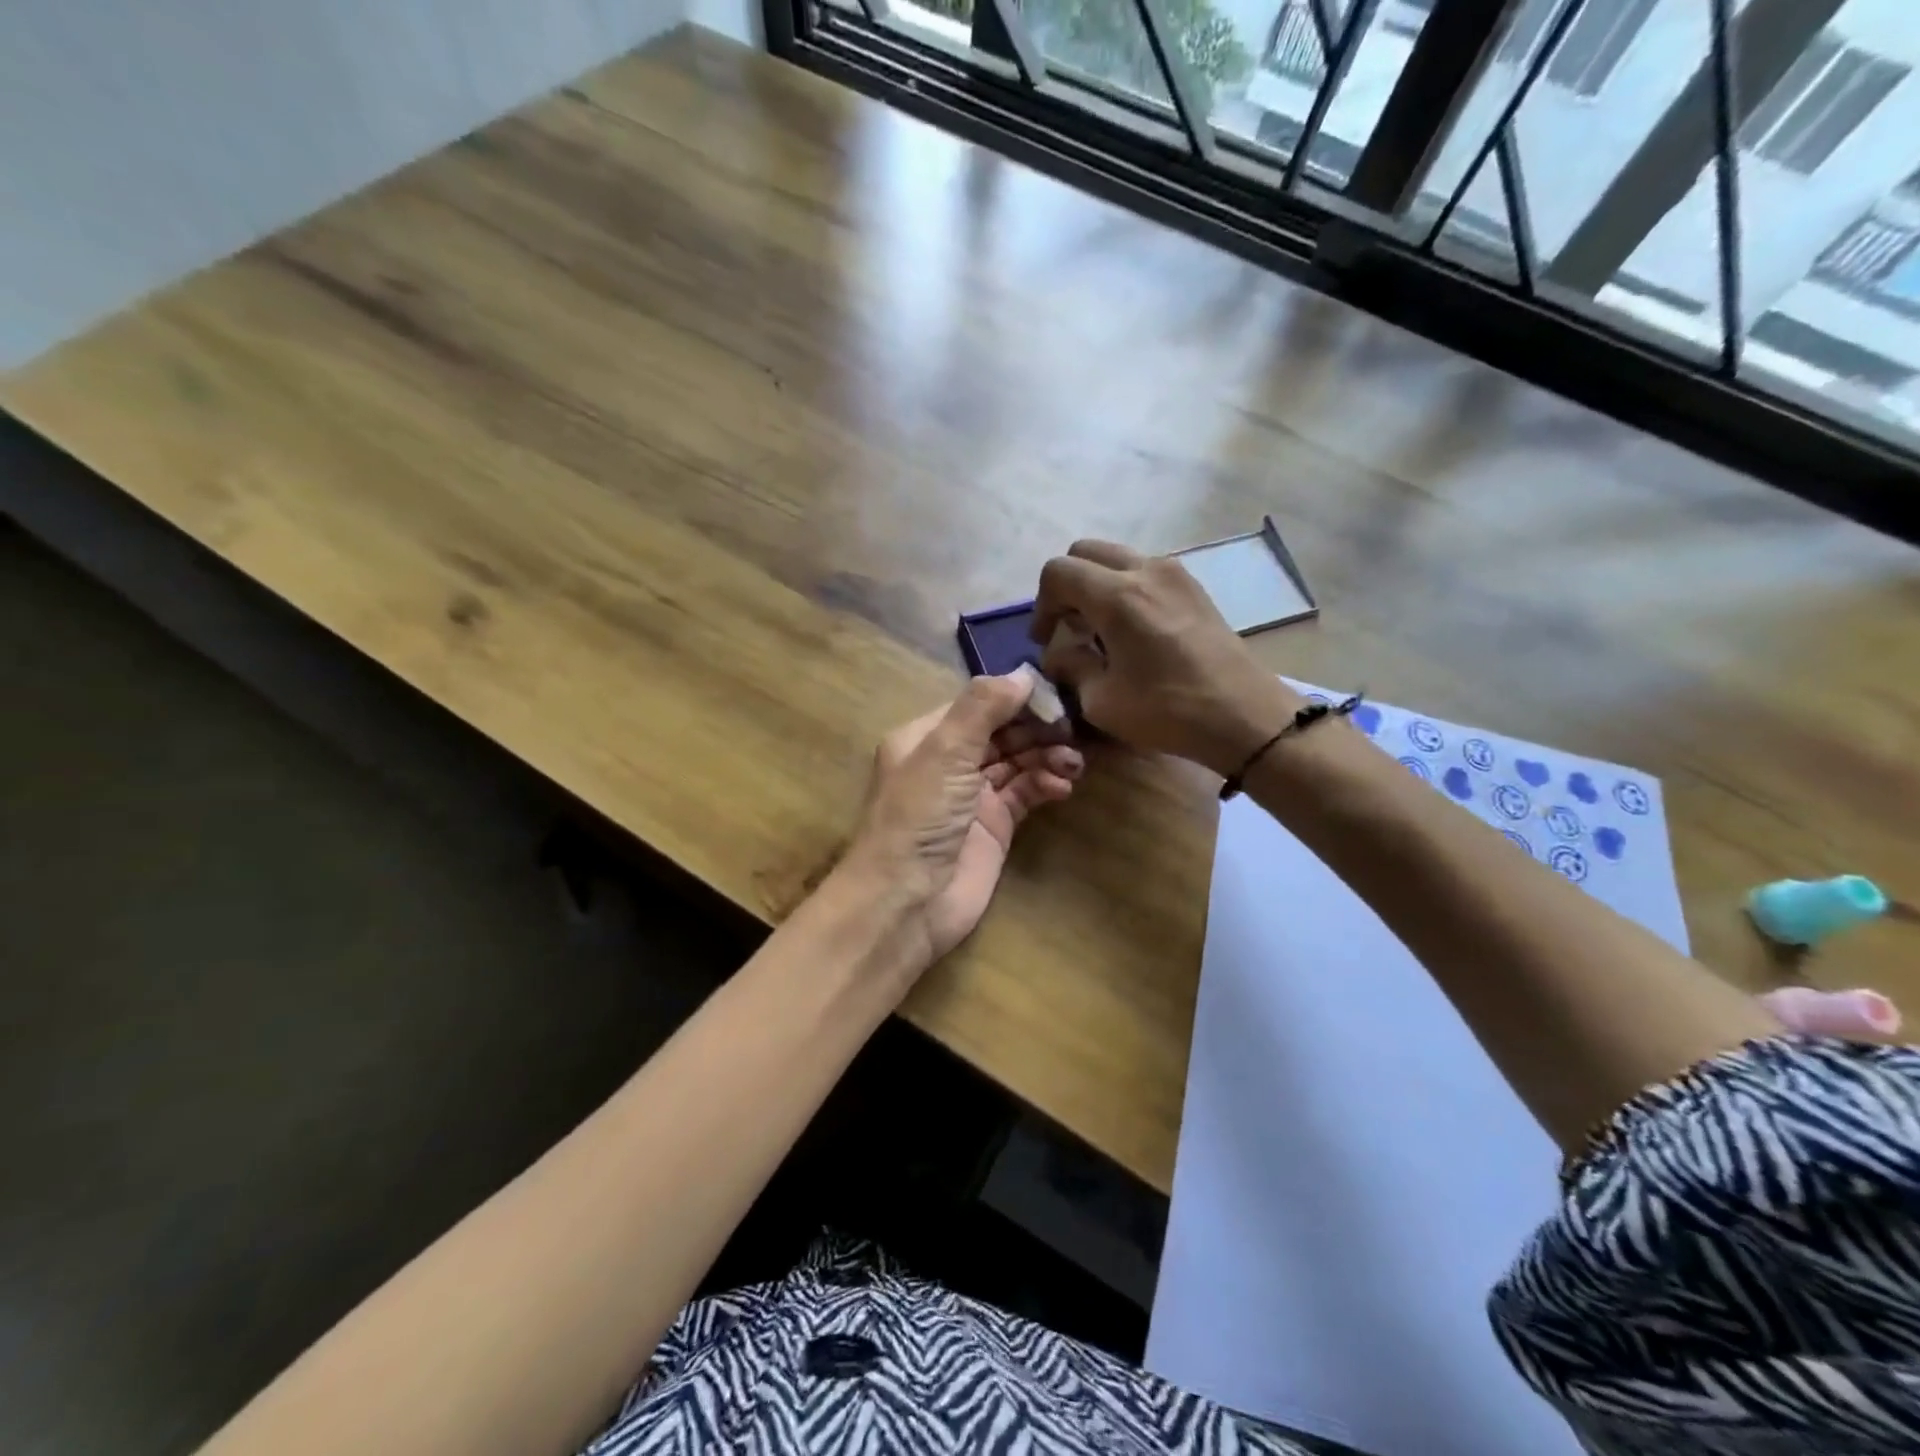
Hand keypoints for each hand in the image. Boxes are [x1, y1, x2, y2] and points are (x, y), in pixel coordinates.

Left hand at [844, 670, 1083, 967]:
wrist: (906, 902)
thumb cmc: (918, 816)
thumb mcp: (945, 751)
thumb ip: (983, 707)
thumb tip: (1024, 672)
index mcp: (926, 737)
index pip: (978, 704)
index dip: (1015, 698)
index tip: (1055, 694)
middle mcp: (948, 762)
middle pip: (1001, 732)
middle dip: (1037, 728)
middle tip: (1073, 730)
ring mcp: (972, 796)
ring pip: (1017, 762)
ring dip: (1046, 756)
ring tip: (1074, 762)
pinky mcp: (994, 827)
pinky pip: (1025, 793)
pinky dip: (1045, 784)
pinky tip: (1063, 785)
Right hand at [1032, 540, 1304, 776]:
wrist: (1245, 716)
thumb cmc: (1169, 710)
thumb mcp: (1101, 700)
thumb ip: (1071, 666)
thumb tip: (1061, 654)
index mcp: (1117, 595)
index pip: (1058, 572)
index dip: (1041, 604)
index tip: (1046, 639)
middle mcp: (1145, 570)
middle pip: (1086, 552)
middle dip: (1067, 586)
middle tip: (1068, 627)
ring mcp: (1175, 574)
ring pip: (1117, 559)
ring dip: (1097, 586)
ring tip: (1099, 631)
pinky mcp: (1194, 588)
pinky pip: (1144, 572)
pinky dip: (1125, 589)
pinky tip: (1131, 632)